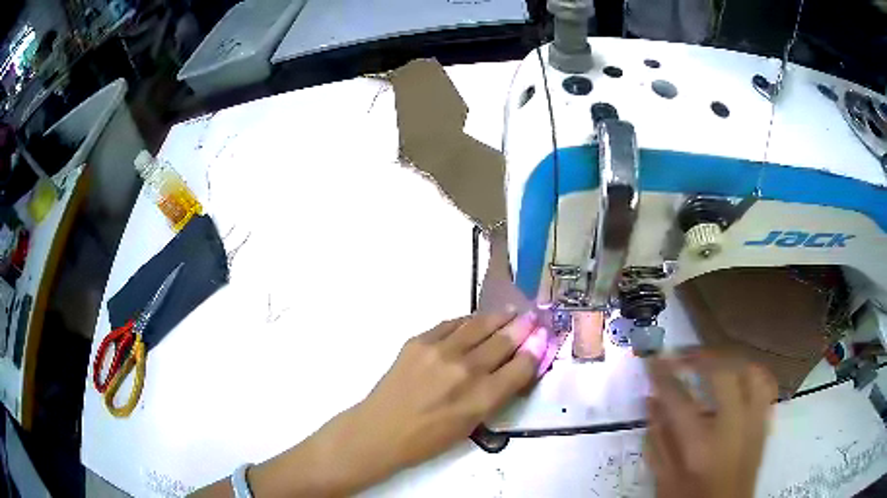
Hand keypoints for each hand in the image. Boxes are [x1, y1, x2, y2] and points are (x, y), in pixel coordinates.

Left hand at [195, 312, 547, 497]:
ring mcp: (440, 351)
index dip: (536, 350)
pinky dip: (468, 321)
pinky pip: (451, 323)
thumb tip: (516, 367)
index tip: (543, 338)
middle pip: (504, 340)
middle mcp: (465, 370)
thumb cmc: (428, 438)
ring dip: (499, 318)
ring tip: (511, 313)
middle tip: (533, 318)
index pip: (521, 366)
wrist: (380, 430)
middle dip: (523, 328)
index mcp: (481, 398)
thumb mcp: (471, 425)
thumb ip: (496, 394)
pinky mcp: (419, 341)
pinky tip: (475, 322)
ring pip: (480, 324)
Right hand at [644, 352, 776, 497]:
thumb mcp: (664, 479)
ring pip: (750, 370)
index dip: (662, 374)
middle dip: (700, 356)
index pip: (679, 398)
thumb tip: (651, 400)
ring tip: (712, 360)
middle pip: (723, 371)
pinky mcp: (764, 423)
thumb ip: (658, 440)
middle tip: (682, 355)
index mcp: (701, 445)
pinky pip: (765, 384)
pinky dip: (751, 371)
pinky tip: (739, 373)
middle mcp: (733, 426)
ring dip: (729, 359)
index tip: (652, 360)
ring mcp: (754, 422)